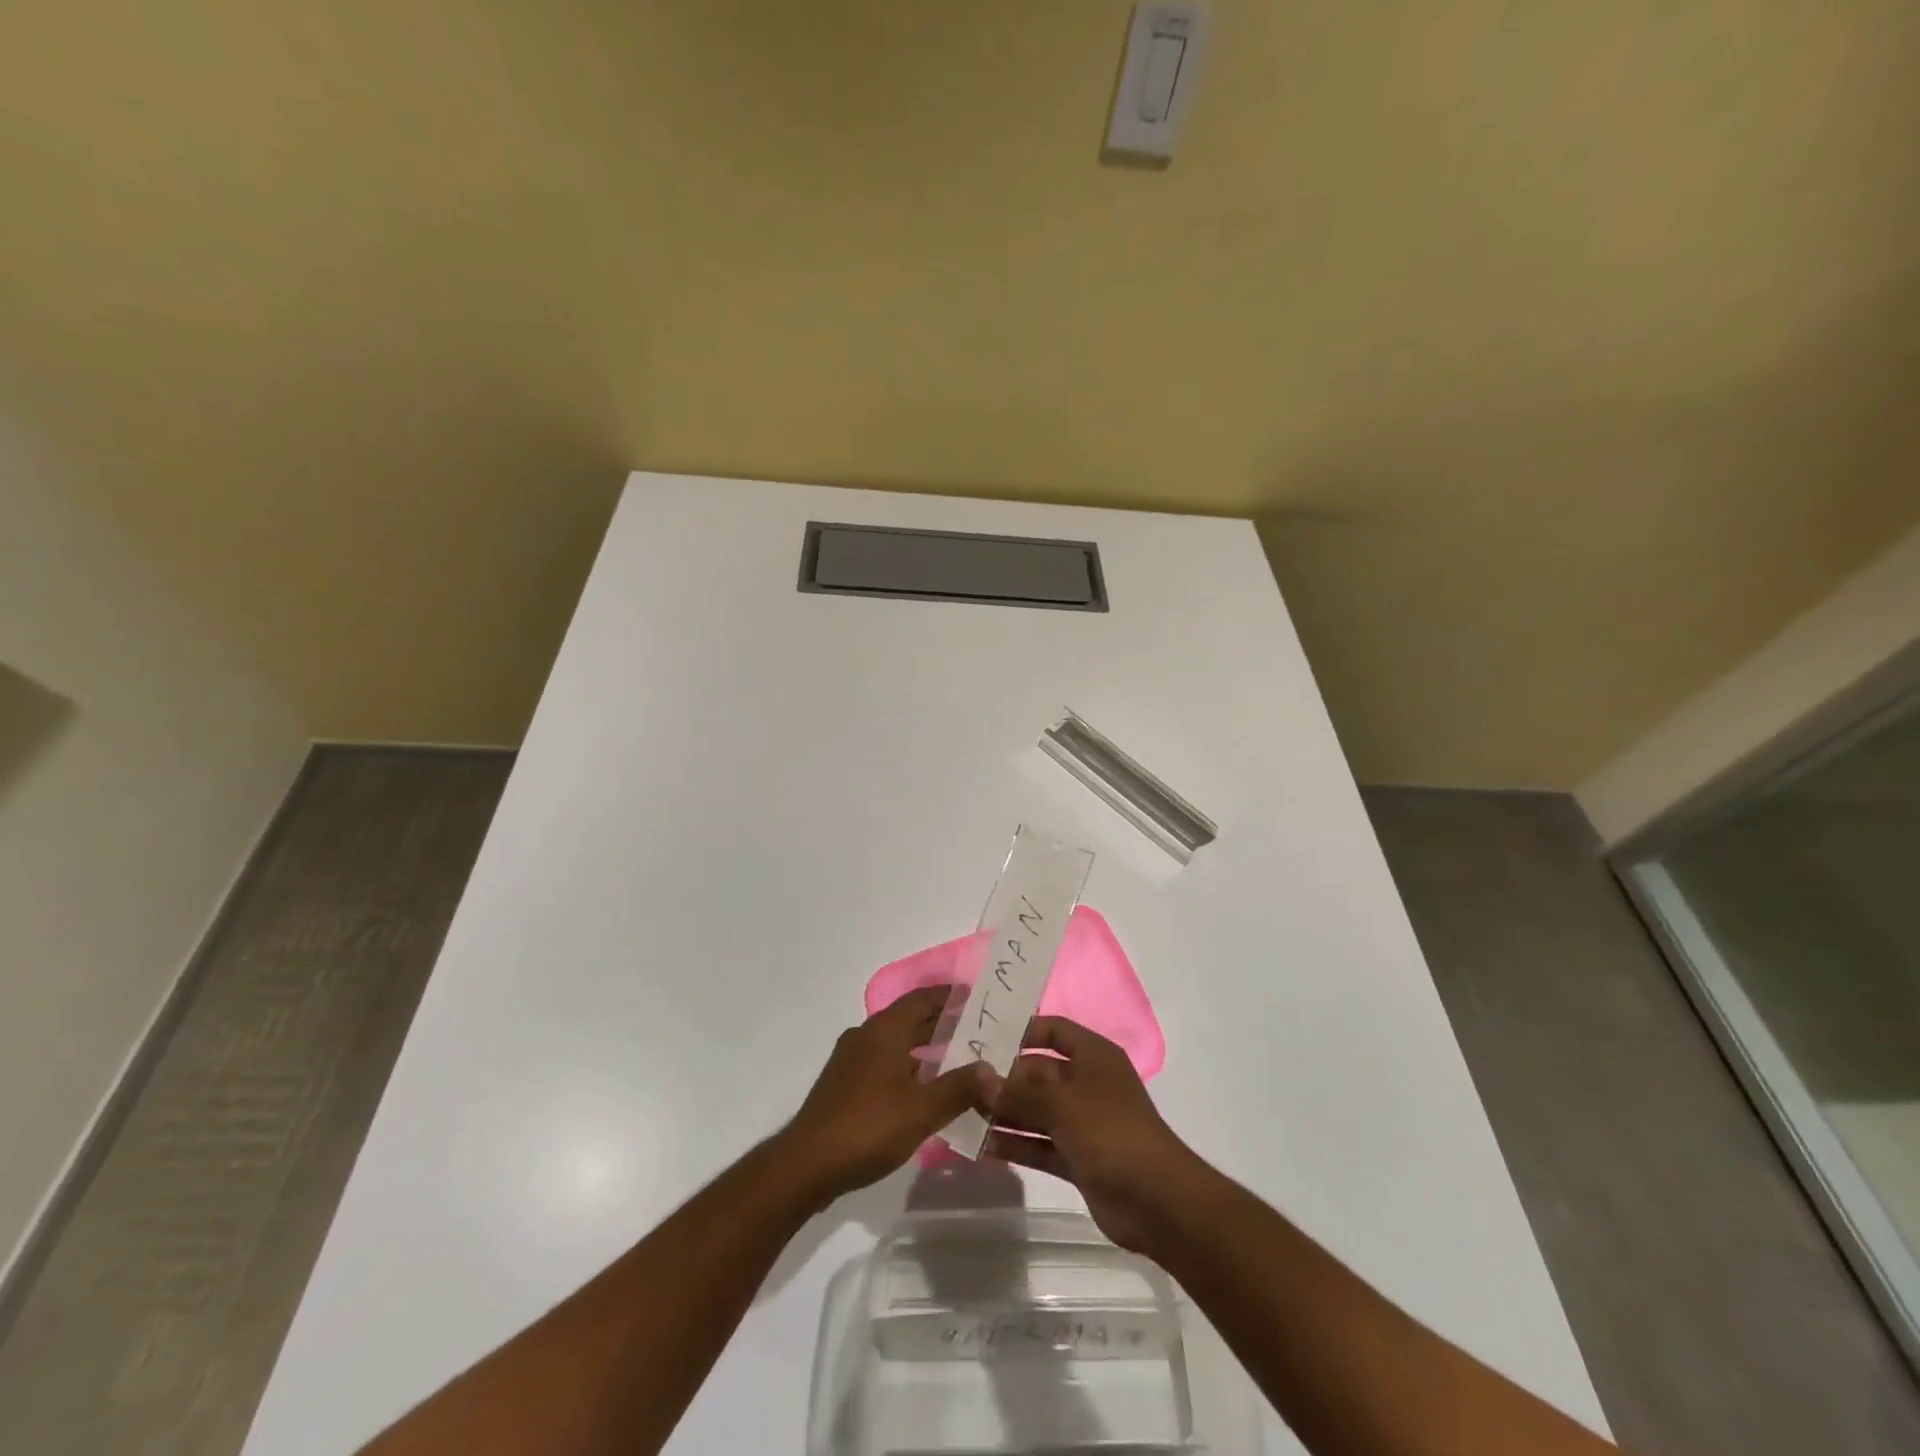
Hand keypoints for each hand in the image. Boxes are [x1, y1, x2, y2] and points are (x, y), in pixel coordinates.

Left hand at [779, 986, 991, 1206]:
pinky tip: (925, 1090)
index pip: (922, 999)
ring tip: (958, 1059)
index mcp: (884, 1030)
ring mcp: (851, 1061)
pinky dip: (908, 1067)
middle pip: (909, 1019)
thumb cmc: (868, 1126)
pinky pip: (884, 1063)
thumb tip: (992, 1070)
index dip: (949, 996)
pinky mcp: (844, 1085)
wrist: (806, 1165)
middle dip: (942, 1022)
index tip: (976, 996)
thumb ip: (959, 1088)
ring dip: (925, 1048)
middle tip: (977, 1030)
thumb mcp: (922, 1109)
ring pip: (896, 1043)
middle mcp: (866, 1036)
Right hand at [981, 1016, 1202, 1252]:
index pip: (1053, 1030)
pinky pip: (1040, 1144)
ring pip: (1036, 1111)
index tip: (983, 1038)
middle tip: (961, 1083)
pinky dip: (1016, 1144)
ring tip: (962, 1114)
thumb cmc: (1111, 1133)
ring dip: (1005, 1113)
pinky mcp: (1078, 1158)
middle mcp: (1087, 1083)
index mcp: (1093, 1056)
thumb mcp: (1062, 1105)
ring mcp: (1083, 1123)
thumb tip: (979, 1078)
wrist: (1158, 1202)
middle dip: (1004, 1079)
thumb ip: (1019, 1092)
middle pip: (1039, 1073)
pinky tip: (981, 1146)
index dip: (1022, 1031)